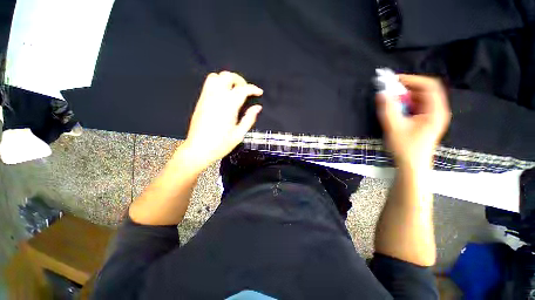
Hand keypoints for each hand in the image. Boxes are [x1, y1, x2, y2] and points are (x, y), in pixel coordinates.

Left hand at [181, 71, 262, 169]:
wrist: (198, 150)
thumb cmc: (220, 145)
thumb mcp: (239, 134)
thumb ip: (249, 118)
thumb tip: (257, 107)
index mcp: (228, 107)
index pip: (242, 89)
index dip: (253, 89)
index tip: (259, 92)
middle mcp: (216, 98)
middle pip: (227, 76)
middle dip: (239, 80)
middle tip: (246, 91)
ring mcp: (206, 98)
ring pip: (215, 77)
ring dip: (227, 80)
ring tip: (234, 91)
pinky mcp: (200, 101)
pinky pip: (208, 85)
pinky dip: (218, 84)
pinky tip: (223, 96)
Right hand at [376, 75, 450, 168]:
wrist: (412, 165)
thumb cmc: (406, 148)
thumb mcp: (394, 127)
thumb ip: (388, 109)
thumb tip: (381, 93)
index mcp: (435, 111)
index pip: (429, 85)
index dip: (412, 79)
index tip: (394, 80)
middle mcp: (436, 111)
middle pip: (424, 91)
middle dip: (406, 88)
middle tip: (390, 91)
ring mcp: (431, 117)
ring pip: (420, 99)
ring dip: (405, 97)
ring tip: (391, 101)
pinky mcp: (425, 122)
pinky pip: (417, 107)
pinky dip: (406, 104)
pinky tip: (396, 110)